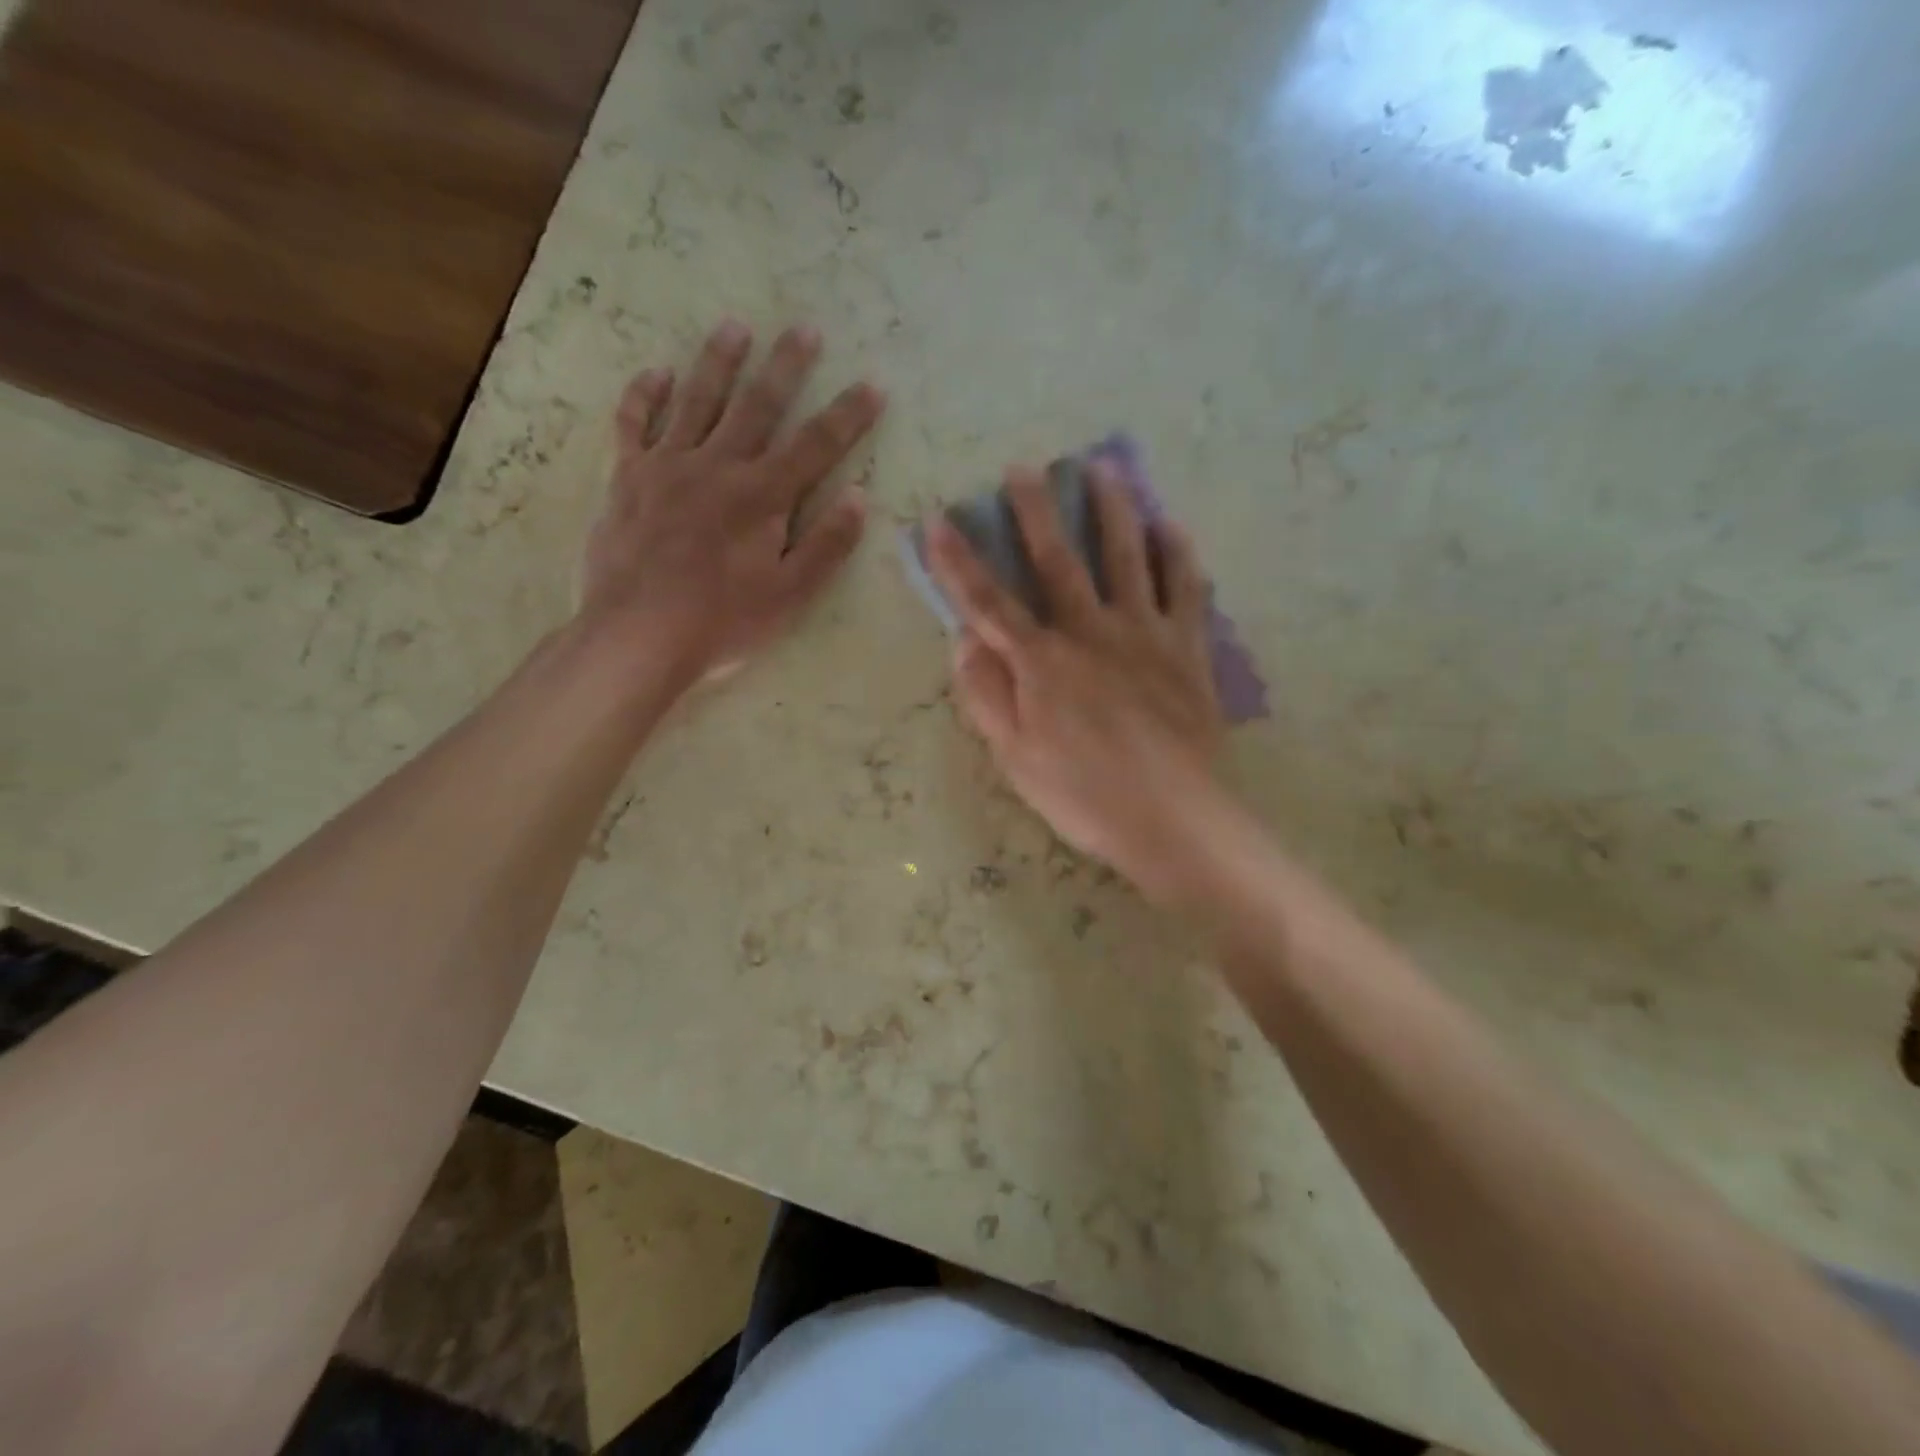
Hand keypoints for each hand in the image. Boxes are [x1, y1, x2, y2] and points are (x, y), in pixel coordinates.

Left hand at [581, 320, 885, 682]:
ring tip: (735, 327)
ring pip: (698, 401)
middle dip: (786, 367)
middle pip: (759, 406)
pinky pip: (634, 424)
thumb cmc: (724, 621)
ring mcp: (668, 466)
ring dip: (719, 362)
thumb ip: (827, 544)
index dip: (848, 415)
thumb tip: (858, 496)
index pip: (816, 445)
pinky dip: (644, 396)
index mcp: (763, 496)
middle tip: (804, 328)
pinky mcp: (628, 478)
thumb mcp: (791, 594)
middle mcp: (719, 466)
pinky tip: (657, 373)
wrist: (639, 634)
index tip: (872, 384)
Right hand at [926, 464, 1226, 903]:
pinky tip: (1170, 525)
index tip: (940, 521)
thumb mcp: (1014, 758)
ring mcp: (1144, 634)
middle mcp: (1091, 632)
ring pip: (1127, 556)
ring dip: (1111, 509)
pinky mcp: (1187, 648)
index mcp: (1042, 662)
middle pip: (1058, 560)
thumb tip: (963, 641)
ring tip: (1102, 468)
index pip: (989, 602)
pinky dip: (1178, 553)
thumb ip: (986, 695)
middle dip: (1036, 512)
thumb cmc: (1083, 795)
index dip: (960, 562)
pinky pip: (1185, 588)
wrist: (1173, 819)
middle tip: (1024, 468)